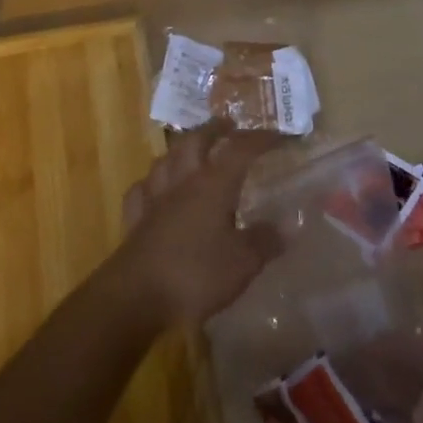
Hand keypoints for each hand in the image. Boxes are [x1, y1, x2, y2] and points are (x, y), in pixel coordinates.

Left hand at [106, 123, 284, 328]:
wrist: (135, 296)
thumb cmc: (195, 274)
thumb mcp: (243, 263)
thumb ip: (265, 241)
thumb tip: (288, 225)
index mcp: (213, 185)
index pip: (240, 150)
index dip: (260, 139)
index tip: (280, 137)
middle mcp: (182, 182)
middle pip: (195, 141)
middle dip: (213, 129)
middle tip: (228, 125)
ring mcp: (154, 198)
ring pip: (166, 159)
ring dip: (181, 149)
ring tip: (191, 150)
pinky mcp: (134, 219)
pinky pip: (142, 189)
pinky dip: (152, 183)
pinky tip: (155, 188)